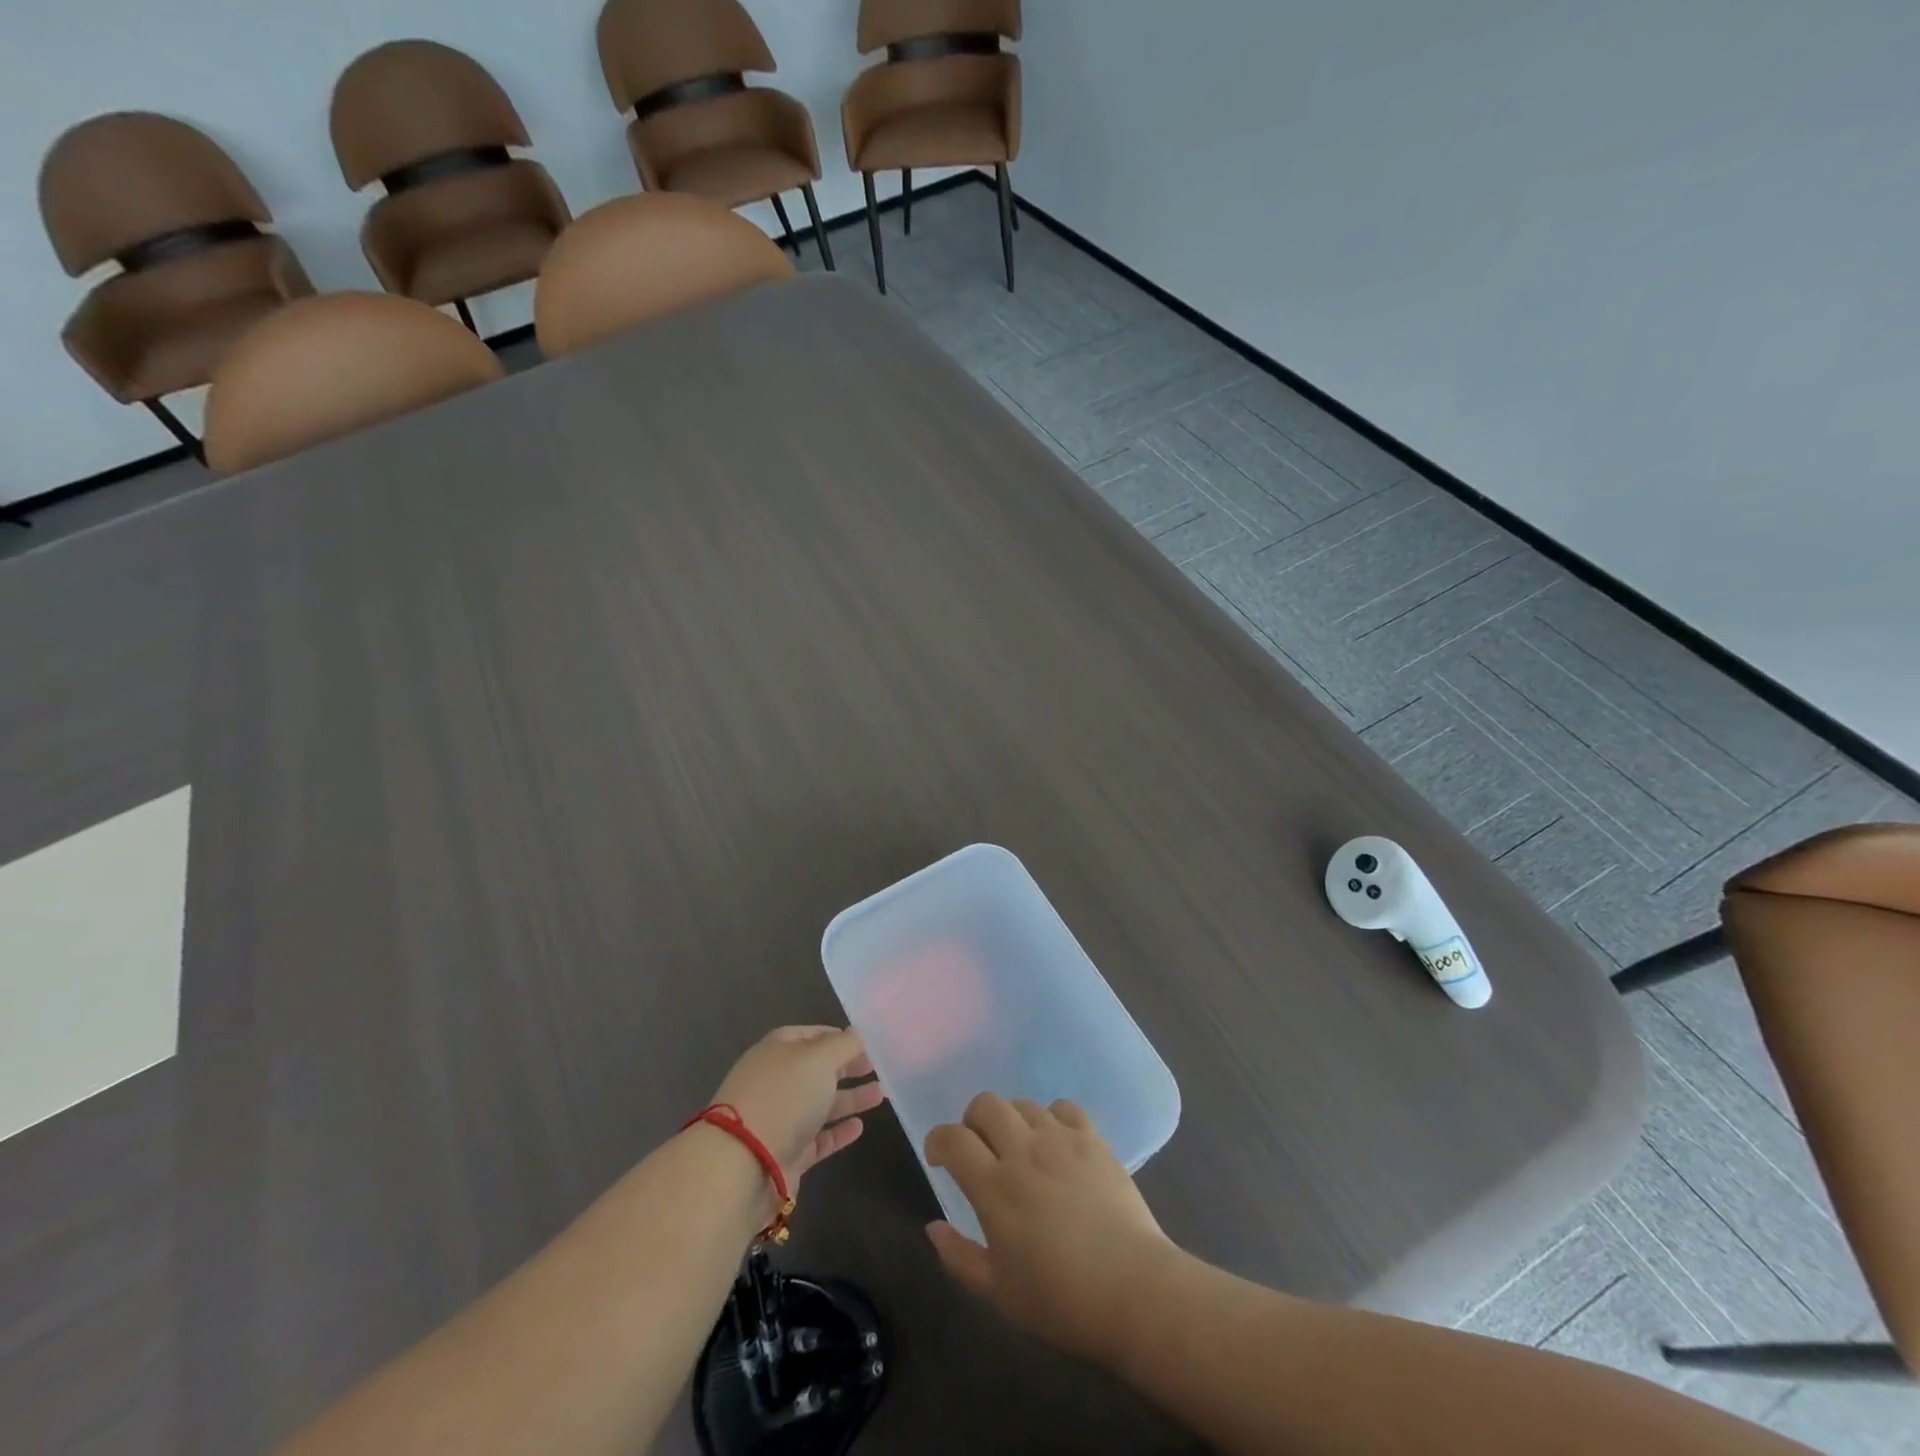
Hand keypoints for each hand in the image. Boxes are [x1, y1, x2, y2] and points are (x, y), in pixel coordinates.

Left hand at [710, 1026, 884, 1189]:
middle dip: (845, 1067)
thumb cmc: (784, 1096)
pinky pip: (817, 1139)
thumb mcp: (819, 1059)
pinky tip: (859, 1128)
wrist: (744, 1164)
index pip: (808, 1035)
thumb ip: (842, 1045)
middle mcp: (775, 1082)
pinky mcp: (785, 1155)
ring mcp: (778, 1120)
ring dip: (849, 1098)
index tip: (864, 1043)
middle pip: (814, 1070)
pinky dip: (837, 1132)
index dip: (836, 1036)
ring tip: (880, 1095)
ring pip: (819, 1104)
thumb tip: (856, 1034)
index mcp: (776, 1051)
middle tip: (876, 1068)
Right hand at [924, 1093, 1177, 1367]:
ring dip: (1011, 1119)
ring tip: (1018, 1147)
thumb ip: (959, 1257)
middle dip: (972, 1120)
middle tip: (978, 1148)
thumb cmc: (1061, 1301)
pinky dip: (1051, 1118)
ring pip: (1023, 1103)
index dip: (938, 1140)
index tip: (939, 1157)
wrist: (1134, 1291)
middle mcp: (1024, 1151)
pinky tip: (1055, 1143)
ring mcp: (1061, 1140)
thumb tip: (933, 1227)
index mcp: (995, 1187)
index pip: (953, 1139)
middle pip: (986, 1104)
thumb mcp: (999, 1293)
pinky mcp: (1093, 1139)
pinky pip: (1063, 1107)